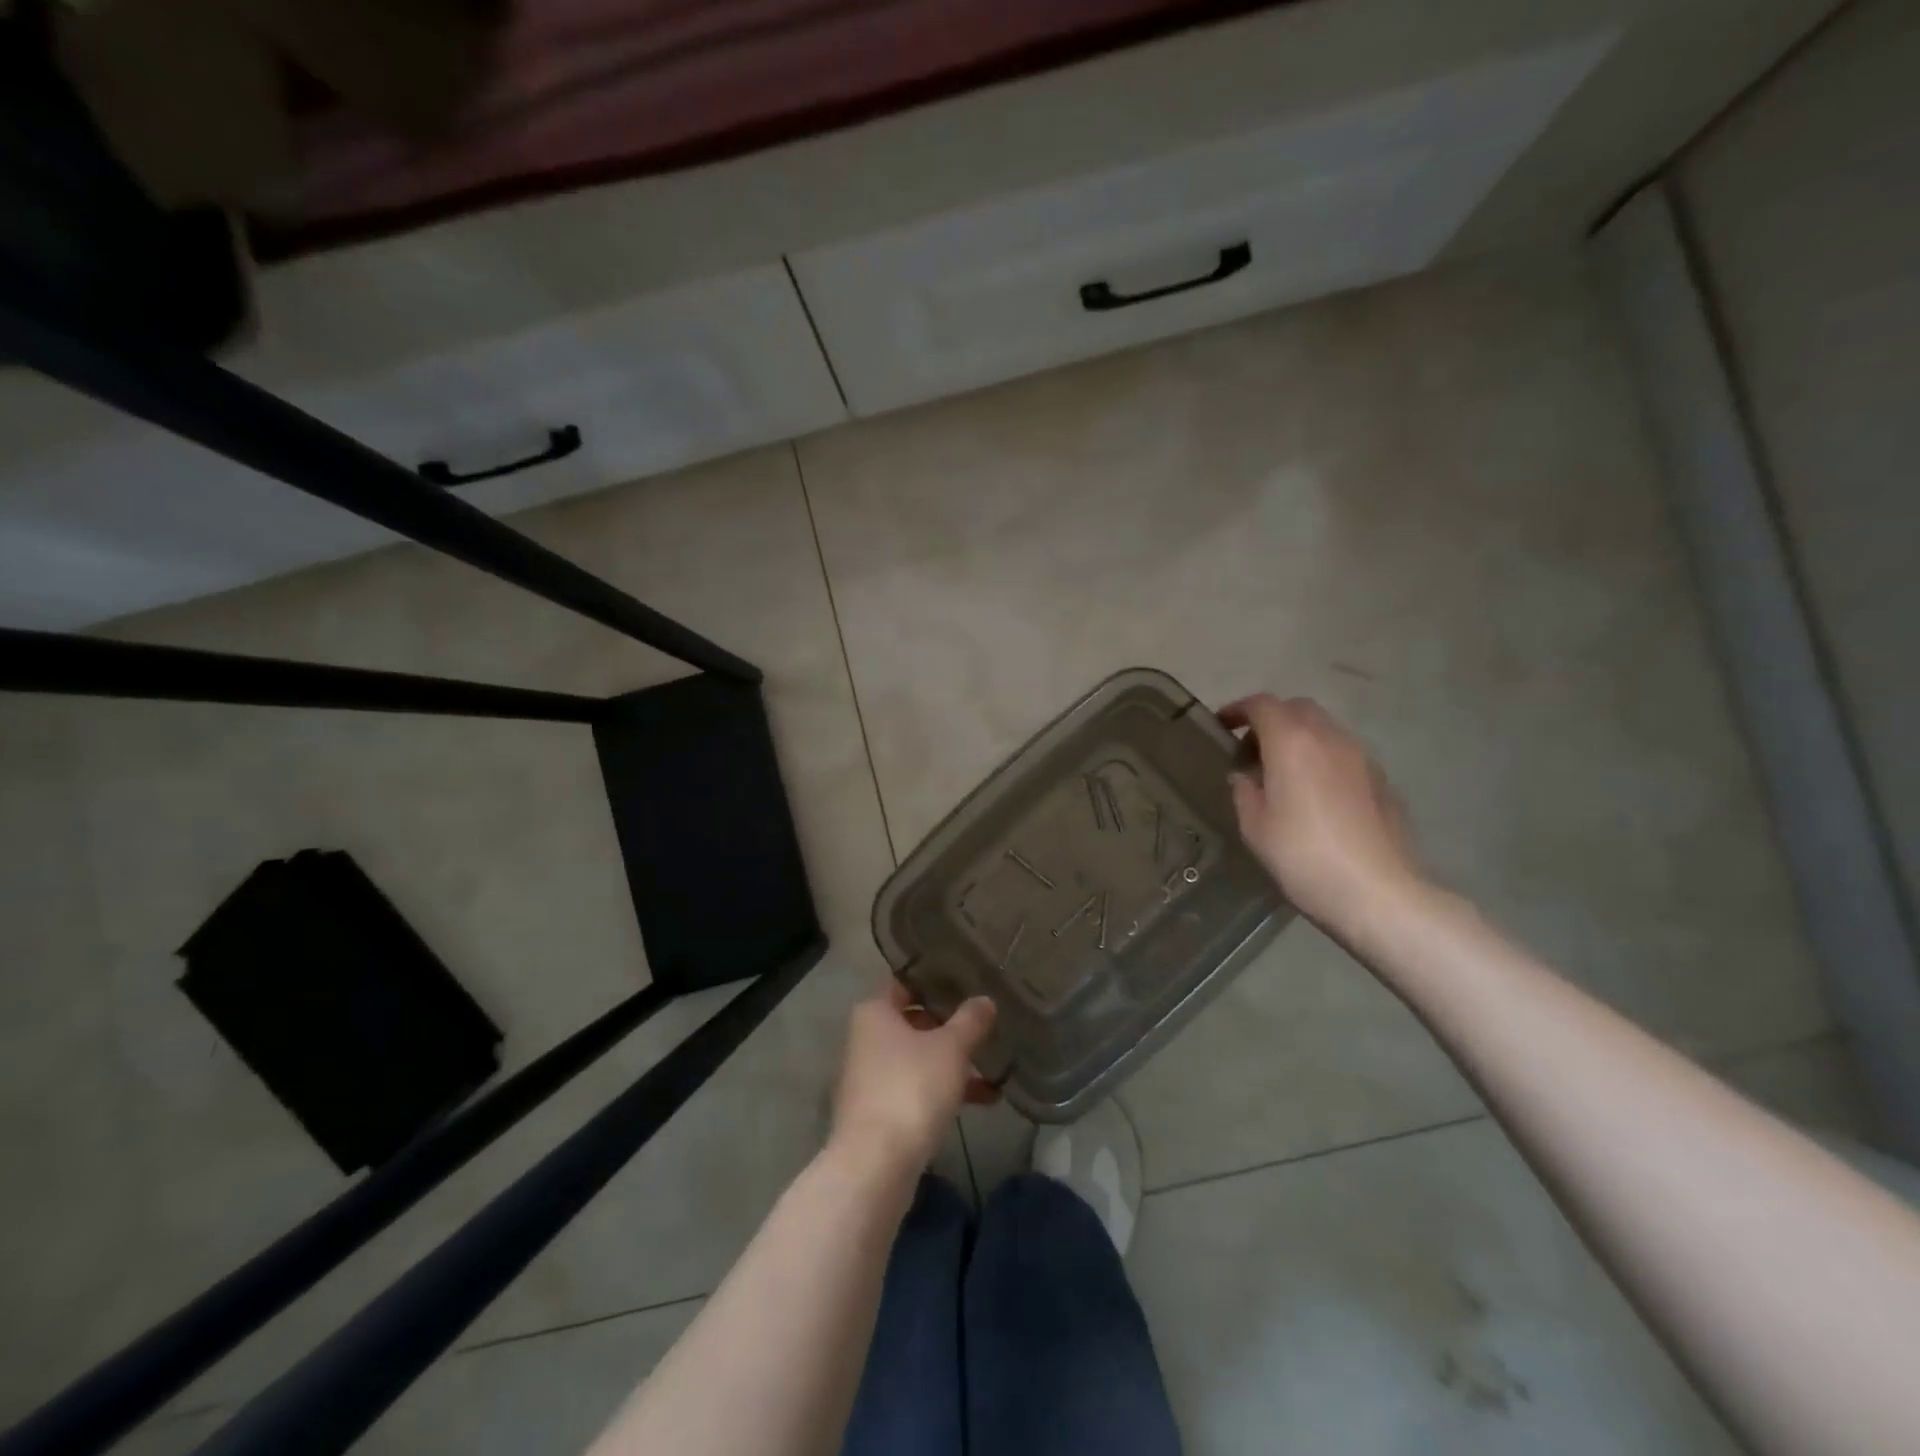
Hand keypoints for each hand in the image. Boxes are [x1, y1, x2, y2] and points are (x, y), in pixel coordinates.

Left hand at [830, 981, 996, 1175]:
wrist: (875, 1166)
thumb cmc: (911, 1088)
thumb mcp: (951, 1049)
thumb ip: (970, 1021)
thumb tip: (985, 1000)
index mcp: (875, 1012)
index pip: (906, 982)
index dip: (936, 980)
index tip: (968, 980)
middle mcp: (866, 1038)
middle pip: (914, 1021)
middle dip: (950, 1026)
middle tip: (986, 1023)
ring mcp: (870, 1077)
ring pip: (918, 1058)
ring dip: (953, 1063)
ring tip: (996, 1068)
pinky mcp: (878, 1112)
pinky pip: (916, 1088)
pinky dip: (944, 1090)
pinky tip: (984, 1100)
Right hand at [1219, 694, 1425, 930]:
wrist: (1376, 892)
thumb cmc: (1302, 856)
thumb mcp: (1255, 827)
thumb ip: (1244, 791)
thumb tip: (1244, 777)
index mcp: (1292, 743)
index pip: (1262, 705)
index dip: (1238, 709)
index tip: (1222, 725)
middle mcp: (1329, 738)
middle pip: (1298, 709)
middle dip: (1271, 720)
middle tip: (1252, 750)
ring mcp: (1362, 758)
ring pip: (1325, 730)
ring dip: (1300, 739)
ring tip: (1283, 774)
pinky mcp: (1382, 781)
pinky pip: (1345, 756)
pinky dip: (1323, 760)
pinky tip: (1316, 796)